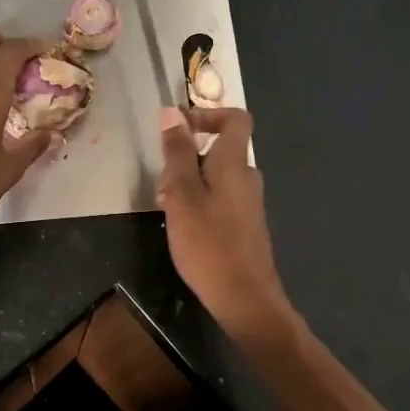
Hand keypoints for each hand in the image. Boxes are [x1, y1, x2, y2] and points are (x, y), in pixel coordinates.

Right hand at [156, 106, 291, 337]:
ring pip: (216, 177)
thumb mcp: (182, 195)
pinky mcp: (245, 226)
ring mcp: (249, 203)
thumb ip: (177, 154)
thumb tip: (171, 112)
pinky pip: (221, 198)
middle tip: (161, 179)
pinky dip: (199, 201)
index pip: (235, 119)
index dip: (207, 115)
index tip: (178, 128)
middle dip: (187, 156)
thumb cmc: (209, 244)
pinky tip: (181, 226)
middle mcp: (247, 178)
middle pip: (220, 150)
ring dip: (189, 182)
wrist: (245, 298)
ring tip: (165, 206)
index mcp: (234, 164)